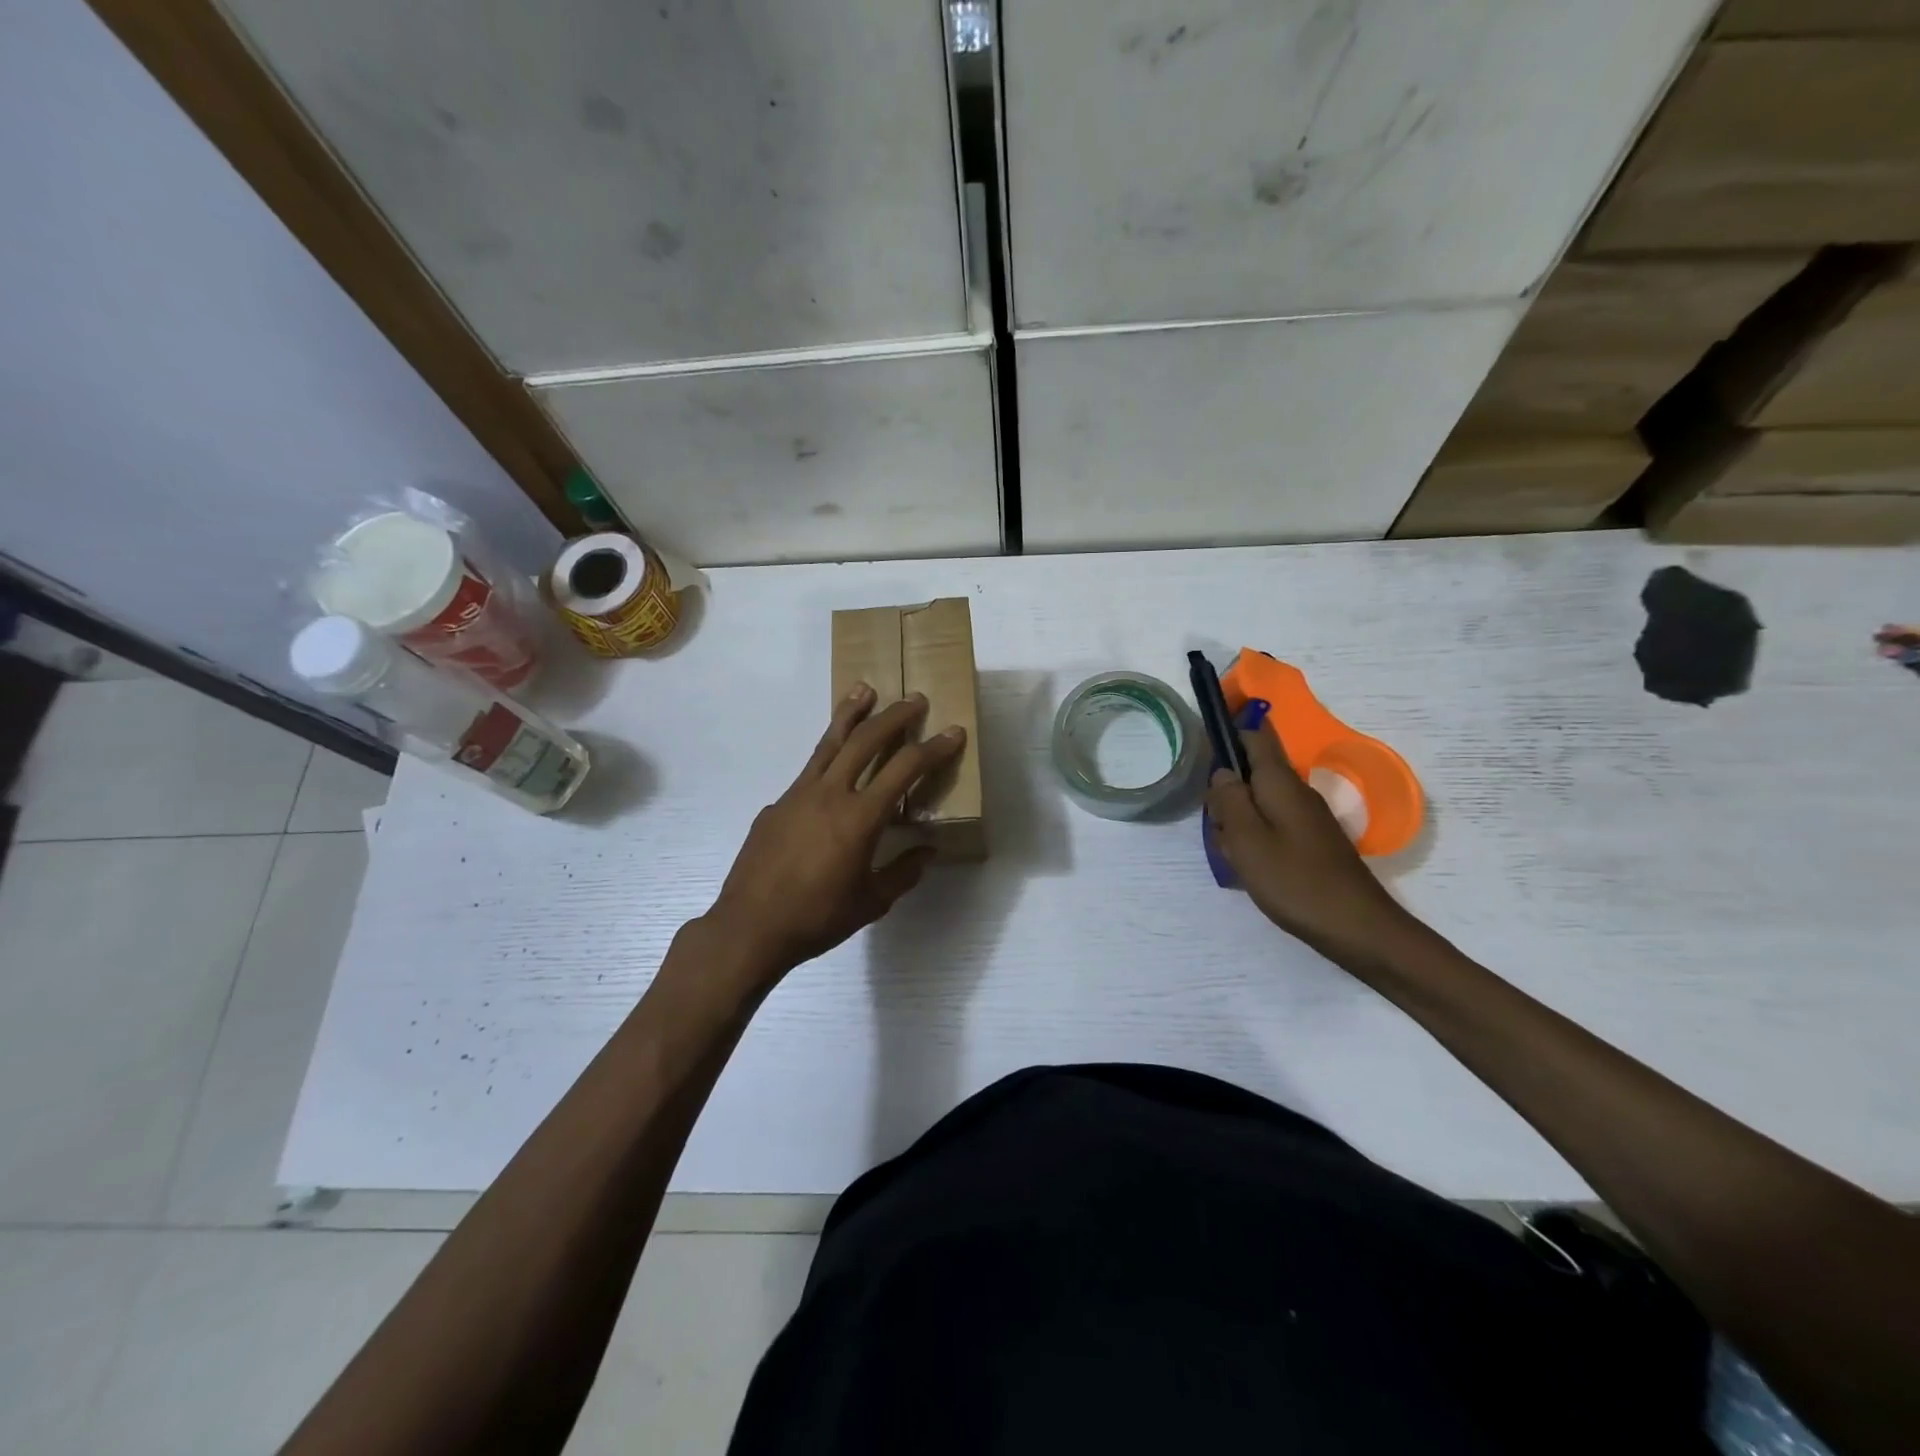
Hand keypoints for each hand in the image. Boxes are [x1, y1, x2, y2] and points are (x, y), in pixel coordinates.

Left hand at [700, 683, 966, 988]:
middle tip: (915, 699)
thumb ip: (903, 872)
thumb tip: (927, 850)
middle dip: (894, 716)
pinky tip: (833, 768)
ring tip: (865, 689)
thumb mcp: (872, 902)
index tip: (953, 732)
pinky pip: (808, 771)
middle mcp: (830, 794)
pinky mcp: (776, 804)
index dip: (933, 748)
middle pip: (866, 740)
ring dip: (851, 714)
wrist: (750, 928)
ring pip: (829, 743)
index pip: (905, 769)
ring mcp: (798, 794)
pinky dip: (827, 755)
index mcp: (860, 817)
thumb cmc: (817, 918)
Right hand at [1206, 725, 1418, 968]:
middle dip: (1225, 794)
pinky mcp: (1310, 842)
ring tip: (1236, 857)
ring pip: (1257, 804)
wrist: (1357, 928)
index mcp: (1280, 783)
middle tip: (1219, 830)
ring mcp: (1306, 818)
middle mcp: (1296, 792)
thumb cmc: (1295, 880)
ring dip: (1237, 823)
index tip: (1204, 746)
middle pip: (1250, 775)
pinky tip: (1252, 869)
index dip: (1230, 731)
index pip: (1256, 736)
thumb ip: (1229, 800)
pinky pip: (1271, 827)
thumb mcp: (1246, 839)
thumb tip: (1223, 772)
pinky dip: (1253, 841)